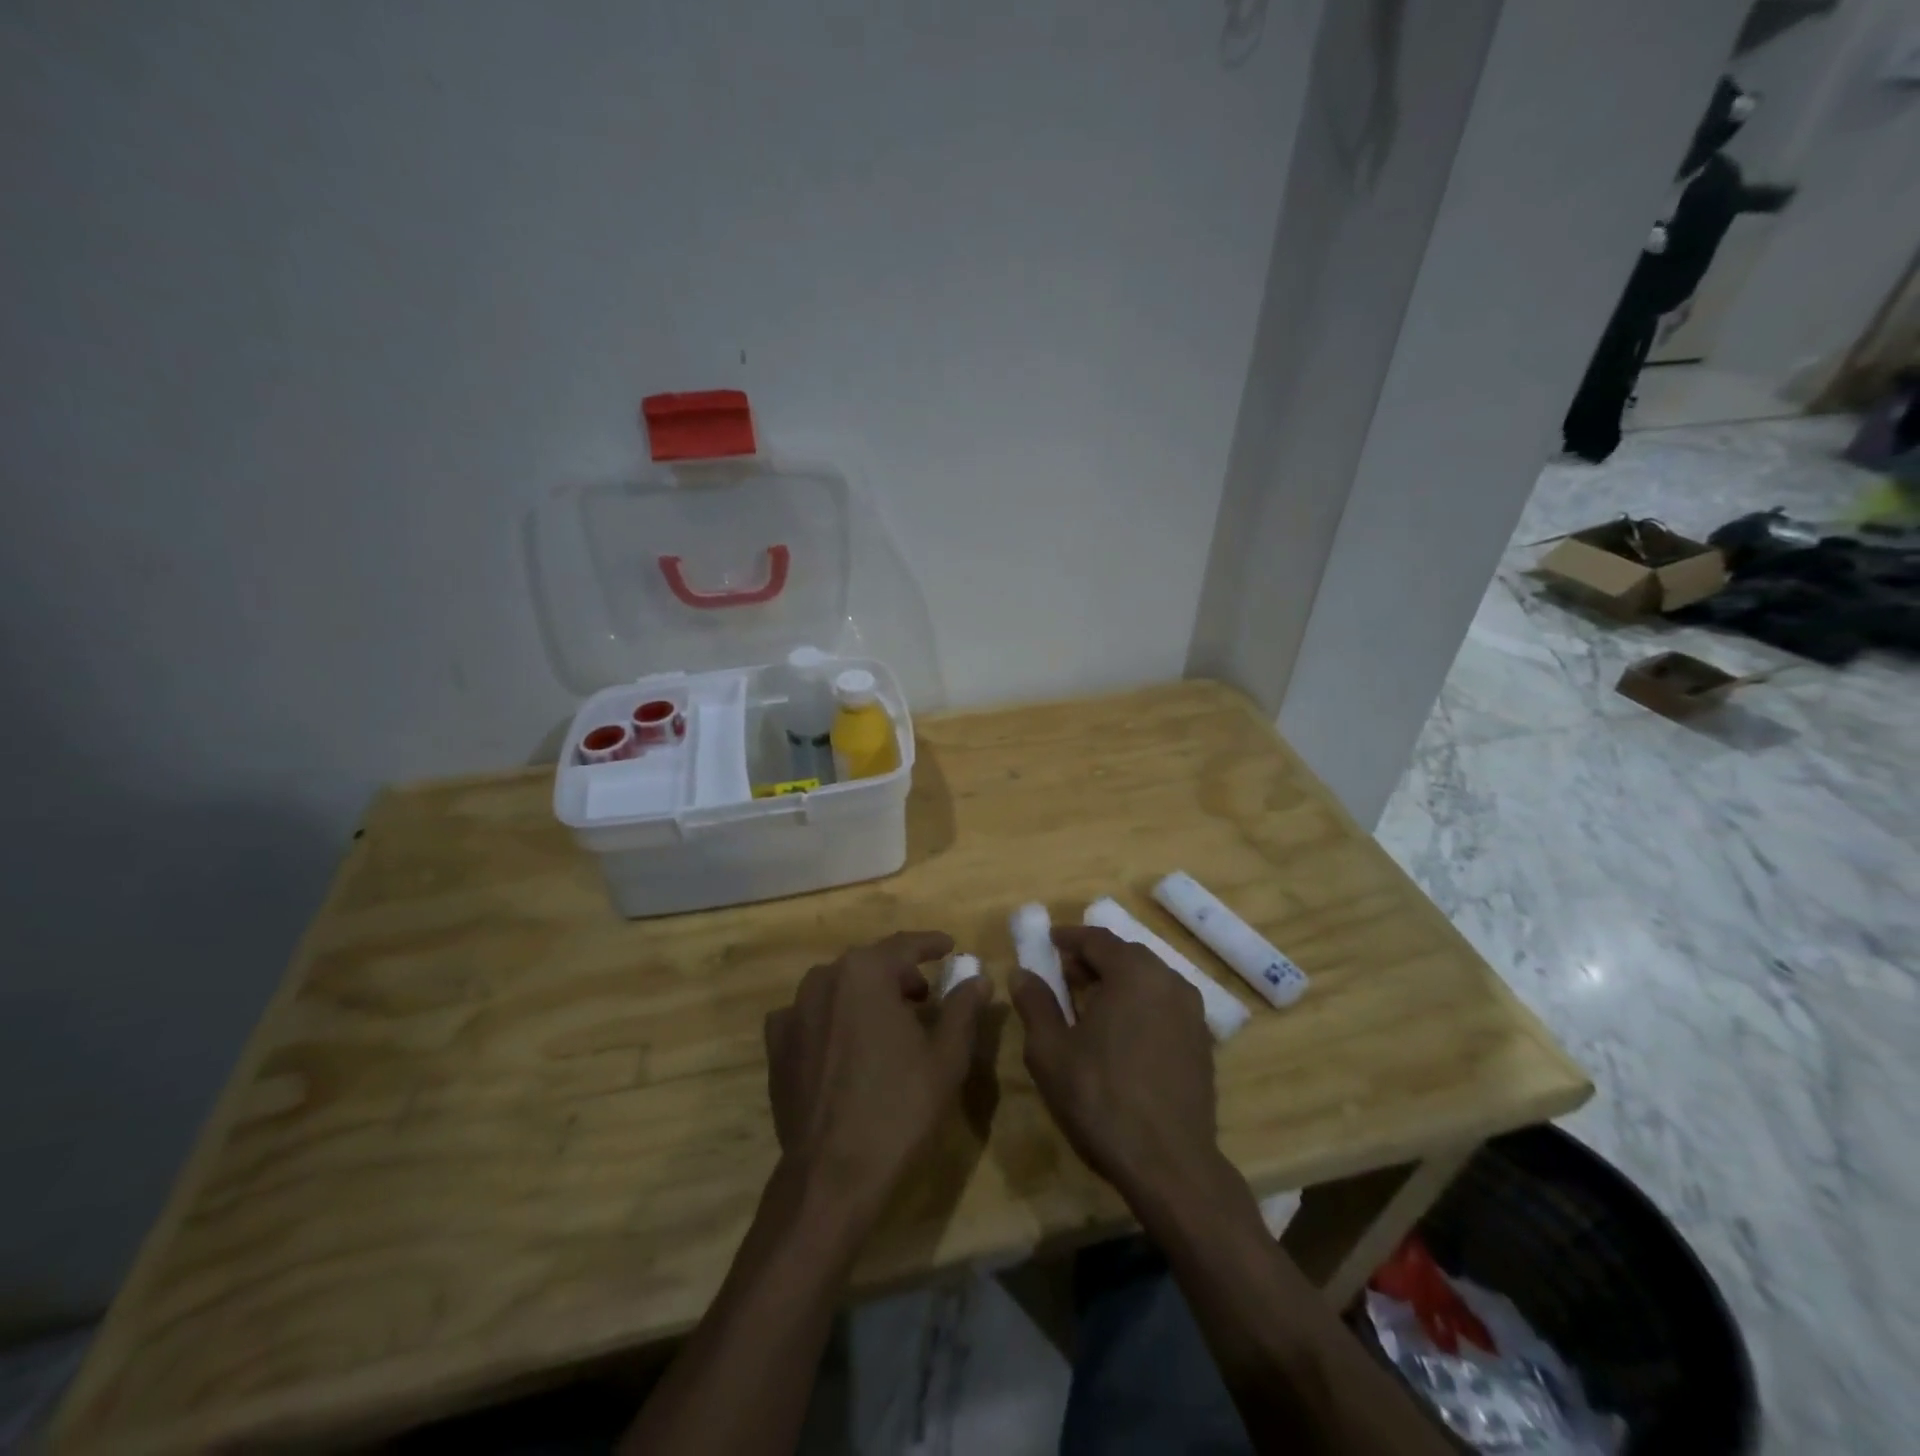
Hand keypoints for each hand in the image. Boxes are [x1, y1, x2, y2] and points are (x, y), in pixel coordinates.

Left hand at [765, 931, 989, 1223]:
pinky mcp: (777, 1044)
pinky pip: (811, 1015)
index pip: (904, 945)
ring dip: (866, 994)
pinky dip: (833, 1018)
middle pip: (870, 963)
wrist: (832, 1174)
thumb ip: (963, 1007)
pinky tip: (846, 1043)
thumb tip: (978, 977)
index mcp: (865, 972)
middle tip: (925, 994)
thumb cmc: (898, 1108)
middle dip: (899, 973)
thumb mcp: (946, 1056)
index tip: (950, 946)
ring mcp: (794, 1010)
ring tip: (889, 1020)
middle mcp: (824, 979)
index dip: (931, 944)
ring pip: (839, 987)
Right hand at [1010, 926, 1220, 1207]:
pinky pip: (1163, 1005)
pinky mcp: (1202, 1042)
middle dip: (1092, 960)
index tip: (1048, 941)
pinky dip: (1138, 1004)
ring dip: (1116, 982)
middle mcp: (1169, 980)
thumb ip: (1035, 1004)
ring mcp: (1192, 1012)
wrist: (1170, 1165)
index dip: (1068, 937)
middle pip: (1125, 955)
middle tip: (1063, 975)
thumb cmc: (1101, 1099)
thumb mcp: (1050, 1051)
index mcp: (1134, 972)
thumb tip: (1022, 973)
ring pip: (1147, 980)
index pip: (1097, 938)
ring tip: (1088, 1005)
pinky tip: (1119, 1034)